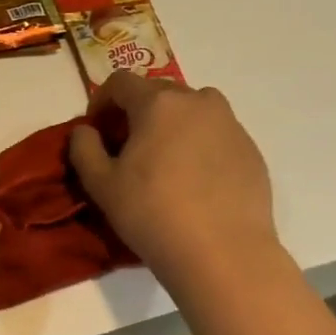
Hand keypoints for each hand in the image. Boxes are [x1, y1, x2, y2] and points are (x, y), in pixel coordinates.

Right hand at [69, 72, 276, 288]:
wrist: (222, 252)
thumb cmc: (151, 213)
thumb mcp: (100, 183)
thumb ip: (84, 148)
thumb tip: (86, 131)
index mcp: (158, 104)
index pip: (121, 82)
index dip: (101, 99)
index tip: (95, 128)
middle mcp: (198, 102)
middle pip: (159, 91)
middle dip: (136, 110)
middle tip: (125, 145)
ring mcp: (231, 125)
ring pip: (193, 109)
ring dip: (171, 122)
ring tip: (162, 158)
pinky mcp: (251, 150)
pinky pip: (216, 133)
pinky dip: (198, 143)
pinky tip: (191, 180)